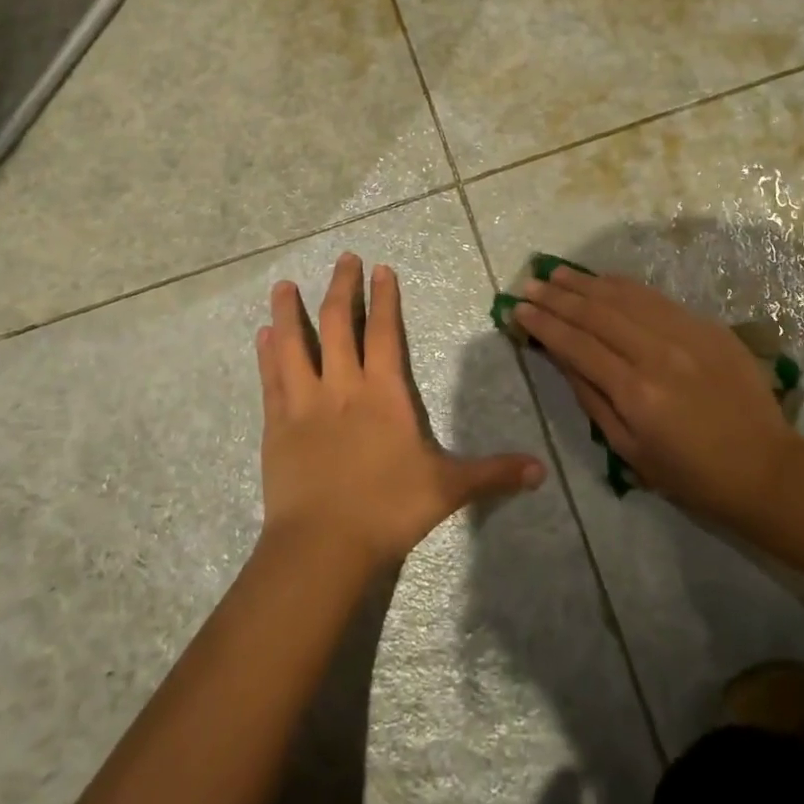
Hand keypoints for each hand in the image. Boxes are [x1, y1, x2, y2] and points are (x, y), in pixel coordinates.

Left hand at [257, 253, 545, 570]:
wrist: (322, 546)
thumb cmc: (387, 509)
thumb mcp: (448, 489)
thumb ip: (493, 473)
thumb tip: (542, 471)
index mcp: (383, 393)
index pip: (384, 332)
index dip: (384, 298)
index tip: (381, 268)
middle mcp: (342, 386)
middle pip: (337, 324)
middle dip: (342, 287)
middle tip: (344, 258)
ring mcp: (305, 403)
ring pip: (293, 344)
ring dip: (289, 311)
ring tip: (283, 285)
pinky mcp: (277, 425)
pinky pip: (271, 380)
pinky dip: (266, 354)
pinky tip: (262, 335)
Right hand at [513, 265, 798, 524]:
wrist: (765, 468)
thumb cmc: (691, 474)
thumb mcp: (629, 450)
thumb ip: (591, 398)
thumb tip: (560, 356)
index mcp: (635, 392)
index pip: (576, 345)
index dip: (544, 324)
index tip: (518, 310)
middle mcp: (657, 353)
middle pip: (596, 313)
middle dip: (557, 297)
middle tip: (529, 284)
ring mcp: (686, 334)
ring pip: (624, 296)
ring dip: (586, 282)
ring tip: (556, 273)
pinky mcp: (707, 326)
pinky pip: (656, 298)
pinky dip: (623, 285)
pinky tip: (603, 280)